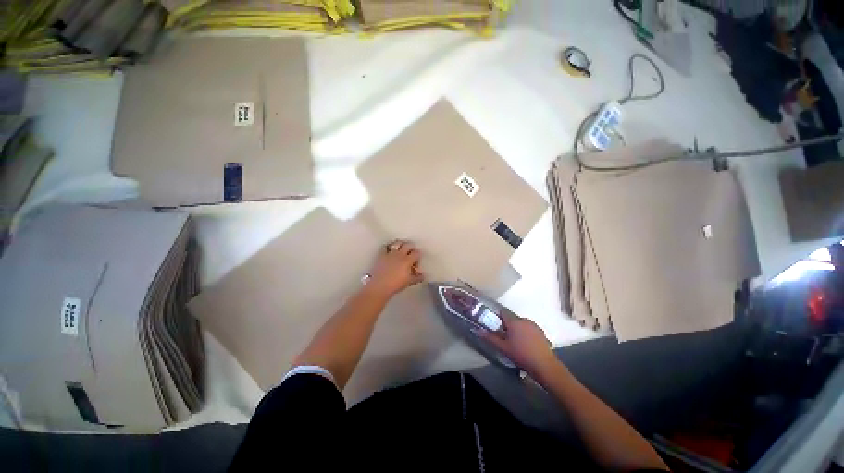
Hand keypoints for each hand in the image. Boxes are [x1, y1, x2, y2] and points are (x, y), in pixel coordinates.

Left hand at [367, 240, 423, 296]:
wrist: (380, 286)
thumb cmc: (396, 284)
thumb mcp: (409, 282)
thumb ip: (417, 277)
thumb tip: (423, 276)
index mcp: (408, 260)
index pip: (416, 253)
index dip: (418, 256)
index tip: (416, 261)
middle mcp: (400, 254)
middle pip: (408, 245)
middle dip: (411, 248)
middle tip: (411, 253)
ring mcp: (390, 253)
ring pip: (397, 243)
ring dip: (401, 244)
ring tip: (402, 247)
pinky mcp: (381, 254)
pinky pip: (386, 247)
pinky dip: (388, 247)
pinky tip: (390, 250)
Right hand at [480, 317, 557, 375]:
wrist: (544, 365)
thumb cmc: (521, 355)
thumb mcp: (503, 348)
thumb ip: (491, 338)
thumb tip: (479, 331)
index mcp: (514, 321)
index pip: (503, 312)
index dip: (497, 316)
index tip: (494, 324)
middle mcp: (524, 320)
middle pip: (512, 319)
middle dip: (507, 325)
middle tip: (503, 336)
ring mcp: (534, 326)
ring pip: (521, 324)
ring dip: (517, 329)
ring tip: (515, 342)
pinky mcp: (541, 332)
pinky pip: (529, 329)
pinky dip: (525, 334)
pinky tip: (526, 345)